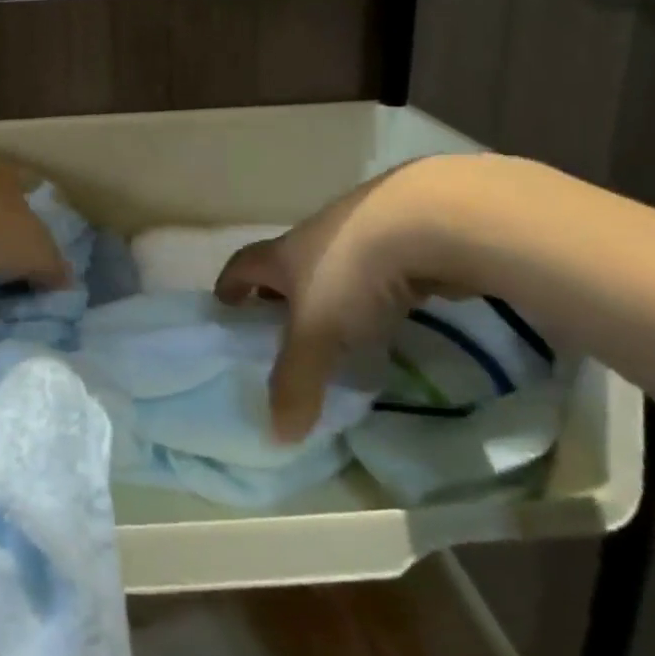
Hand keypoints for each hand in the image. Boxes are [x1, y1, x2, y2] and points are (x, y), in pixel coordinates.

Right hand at [215, 158, 477, 440]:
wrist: (429, 219)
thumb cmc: (353, 273)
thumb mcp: (318, 333)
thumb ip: (296, 382)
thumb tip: (276, 436)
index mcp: (283, 255)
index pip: (242, 265)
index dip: (230, 286)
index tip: (225, 307)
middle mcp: (314, 238)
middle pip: (286, 264)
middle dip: (279, 294)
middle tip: (281, 328)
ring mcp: (361, 232)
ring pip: (334, 266)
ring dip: (330, 293)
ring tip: (338, 329)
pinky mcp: (405, 237)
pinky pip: (378, 271)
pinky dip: (375, 293)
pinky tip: (389, 315)